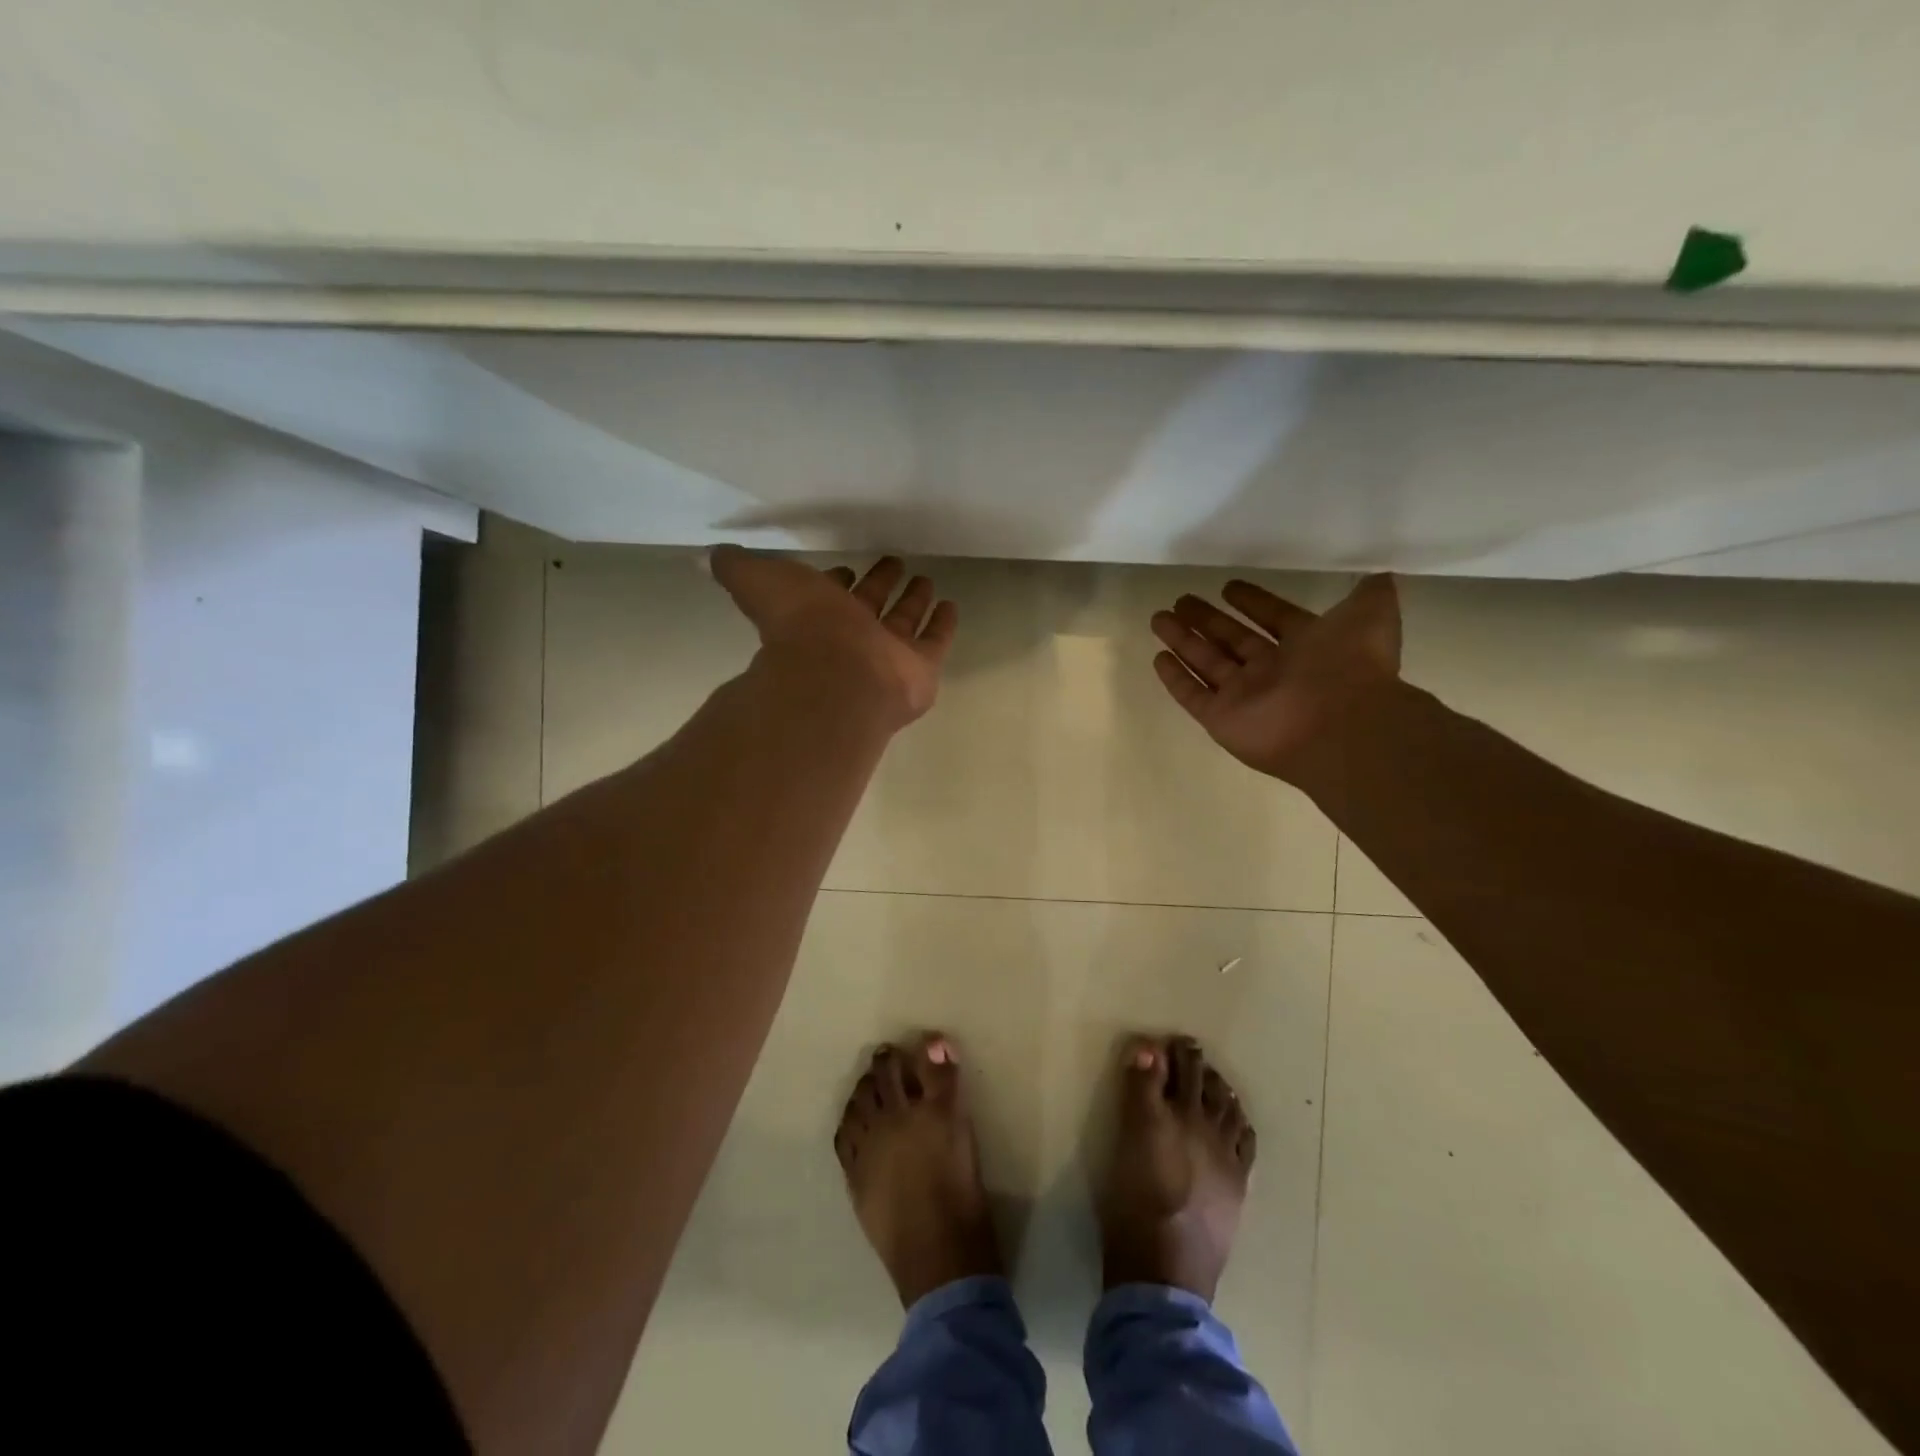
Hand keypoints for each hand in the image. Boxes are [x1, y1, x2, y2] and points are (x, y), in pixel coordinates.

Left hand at [711, 548, 957, 725]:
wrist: (834, 675)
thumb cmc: (799, 625)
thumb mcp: (756, 581)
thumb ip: (737, 568)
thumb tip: (715, 555)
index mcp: (816, 618)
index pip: (829, 598)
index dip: (835, 583)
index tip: (845, 569)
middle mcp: (852, 639)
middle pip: (870, 607)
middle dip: (879, 585)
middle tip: (894, 564)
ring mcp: (887, 657)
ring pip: (903, 623)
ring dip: (913, 602)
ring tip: (925, 580)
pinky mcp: (919, 671)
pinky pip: (935, 643)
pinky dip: (943, 625)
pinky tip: (950, 605)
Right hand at [1151, 574, 1402, 782]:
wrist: (1341, 724)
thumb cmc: (1351, 664)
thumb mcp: (1371, 614)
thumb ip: (1368, 594)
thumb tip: (1376, 575)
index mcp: (1307, 646)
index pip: (1273, 619)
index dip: (1252, 602)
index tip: (1227, 587)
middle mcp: (1274, 671)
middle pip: (1232, 640)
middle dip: (1206, 619)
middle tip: (1180, 600)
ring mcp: (1245, 697)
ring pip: (1207, 663)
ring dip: (1183, 641)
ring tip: (1158, 618)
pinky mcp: (1222, 719)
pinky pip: (1193, 695)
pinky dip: (1176, 678)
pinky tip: (1158, 657)